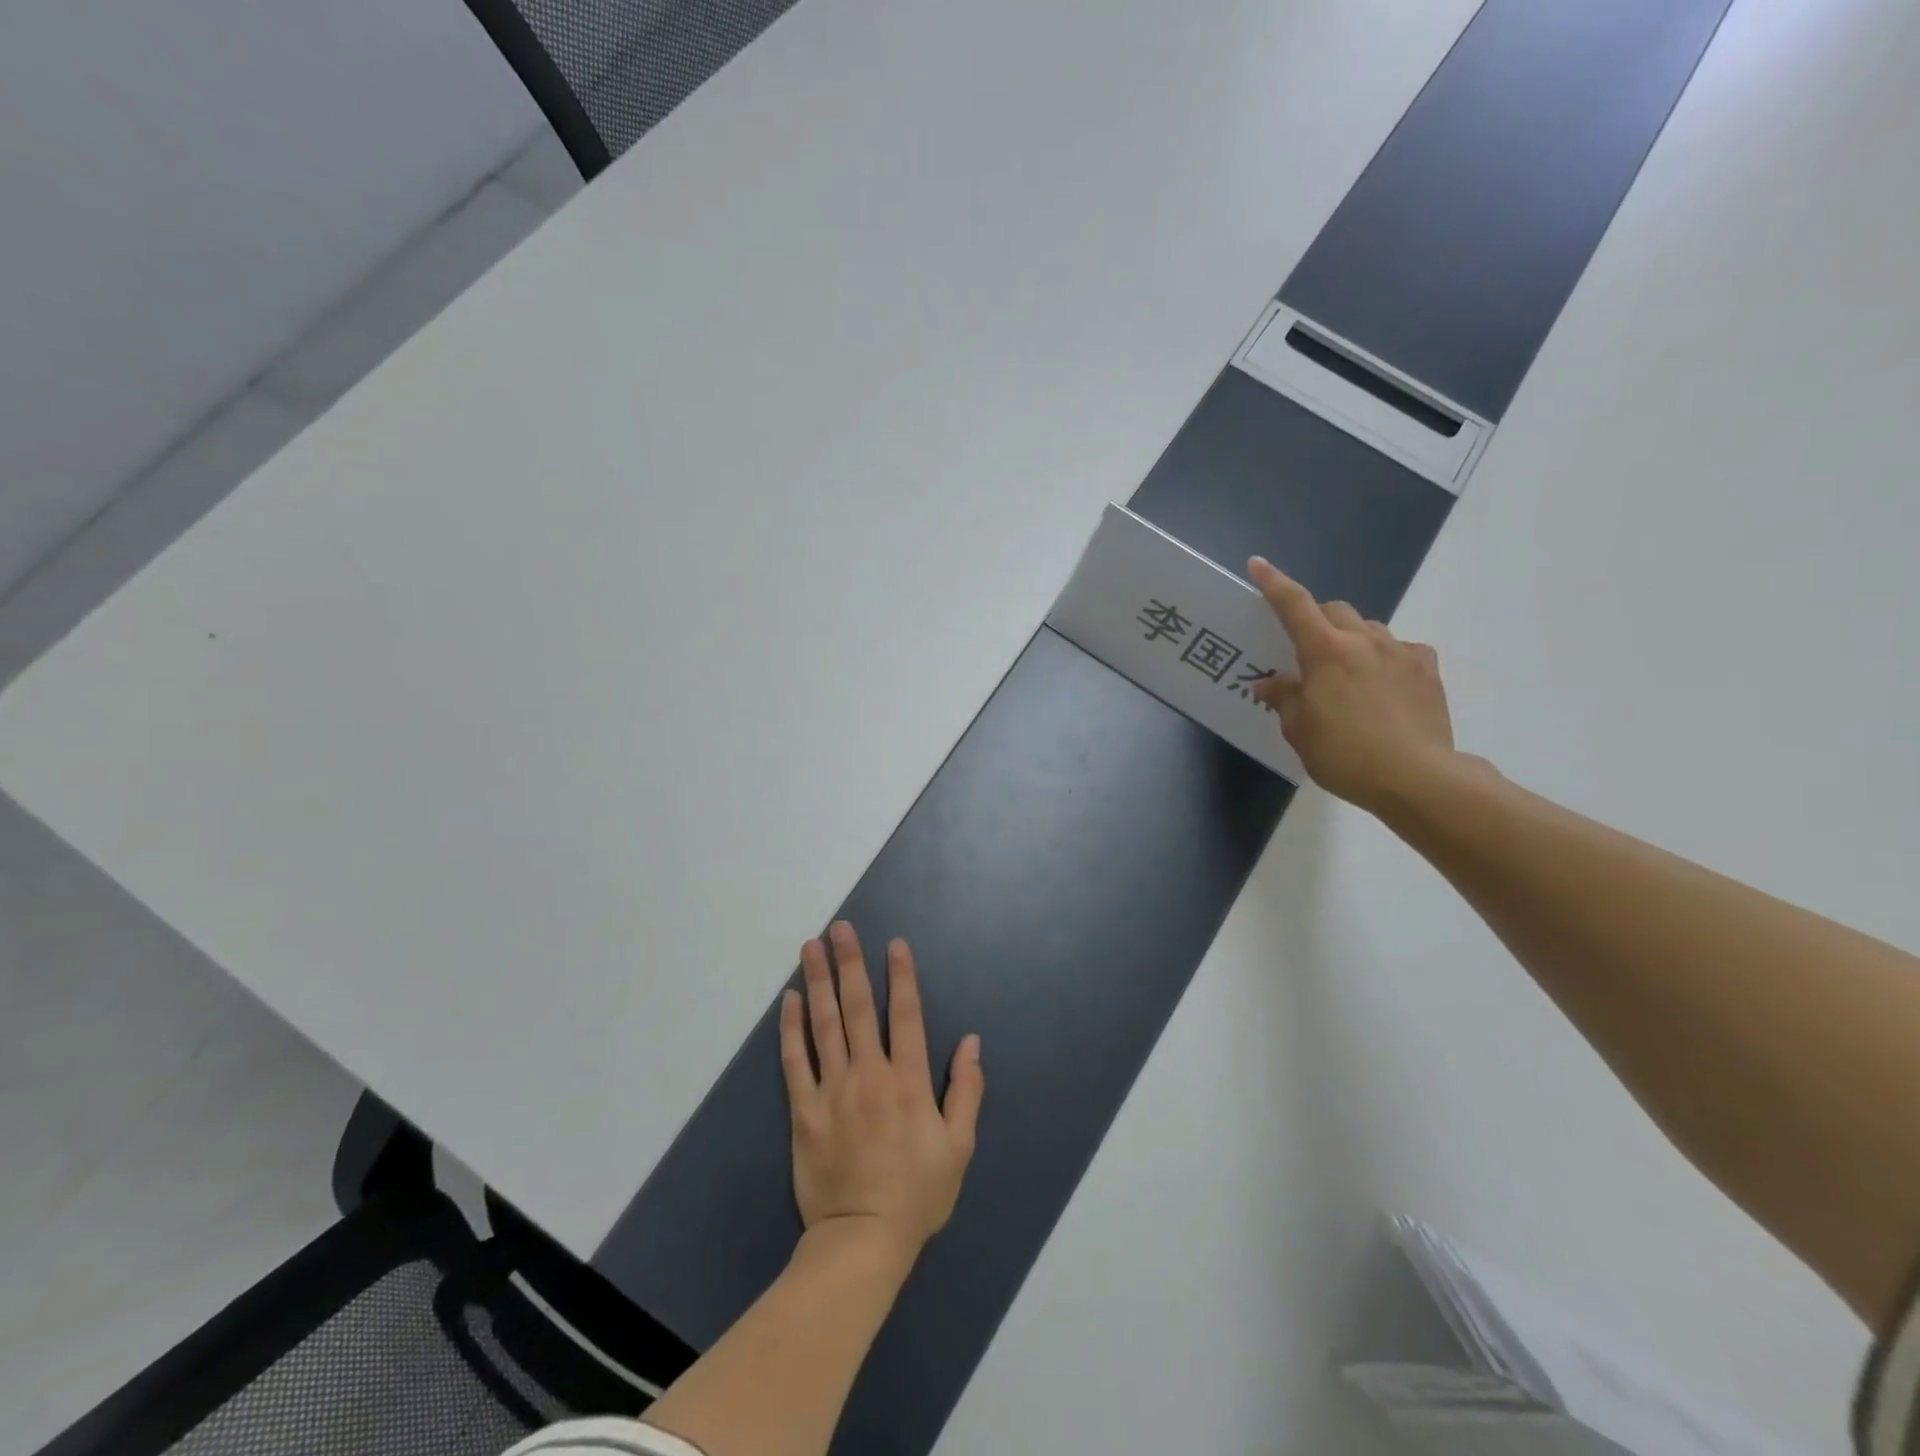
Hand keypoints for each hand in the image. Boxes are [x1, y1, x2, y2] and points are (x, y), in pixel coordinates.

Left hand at [779, 922, 983, 1260]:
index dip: (902, 976)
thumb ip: (966, 1091)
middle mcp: (869, 1075)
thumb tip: (972, 1042)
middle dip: (850, 963)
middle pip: (859, 1008)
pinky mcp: (804, 1111)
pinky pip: (795, 1062)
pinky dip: (791, 1028)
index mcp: (909, 1082)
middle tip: (840, 928)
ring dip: (818, 982)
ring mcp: (833, 1090)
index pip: (906, 1016)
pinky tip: (789, 1000)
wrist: (862, 1242)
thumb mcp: (959, 1148)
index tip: (894, 943)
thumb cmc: (917, 1194)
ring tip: (811, 947)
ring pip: (824, 1025)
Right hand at [1248, 556, 1460, 815]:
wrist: (1416, 778)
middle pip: (1335, 610)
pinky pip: (1402, 649)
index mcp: (1325, 652)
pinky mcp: (1427, 670)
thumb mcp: (1300, 731)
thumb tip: (1271, 683)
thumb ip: (1284, 699)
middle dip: (1316, 619)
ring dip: (1351, 639)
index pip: (1294, 605)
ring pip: (1369, 628)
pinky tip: (1384, 683)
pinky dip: (1386, 657)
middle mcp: (1363, 641)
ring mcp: (1400, 653)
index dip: (1273, 583)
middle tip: (1306, 648)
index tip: (1258, 564)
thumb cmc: (1345, 755)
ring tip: (1345, 672)